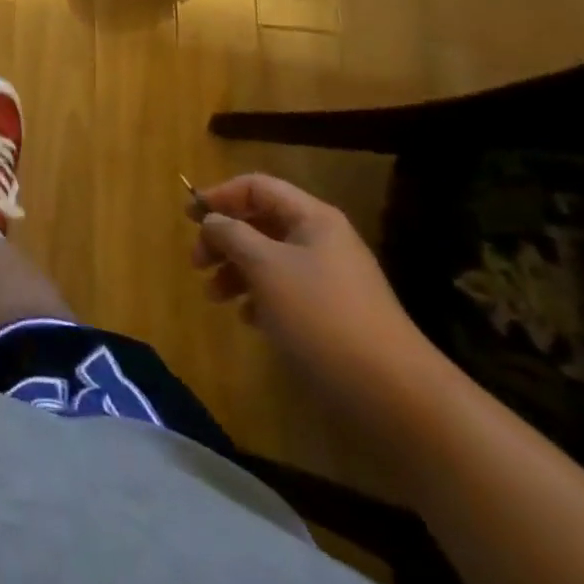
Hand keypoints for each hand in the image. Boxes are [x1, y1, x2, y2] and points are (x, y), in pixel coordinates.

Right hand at [191, 174, 443, 413]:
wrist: (395, 396)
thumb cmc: (322, 316)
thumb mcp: (265, 267)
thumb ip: (231, 234)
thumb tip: (212, 220)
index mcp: (312, 219)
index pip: (257, 187)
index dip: (220, 195)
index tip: (188, 218)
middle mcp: (322, 241)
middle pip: (260, 223)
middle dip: (223, 239)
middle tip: (196, 263)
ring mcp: (329, 280)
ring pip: (268, 259)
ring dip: (235, 271)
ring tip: (214, 296)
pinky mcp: (331, 315)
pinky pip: (283, 291)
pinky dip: (258, 298)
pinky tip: (247, 319)